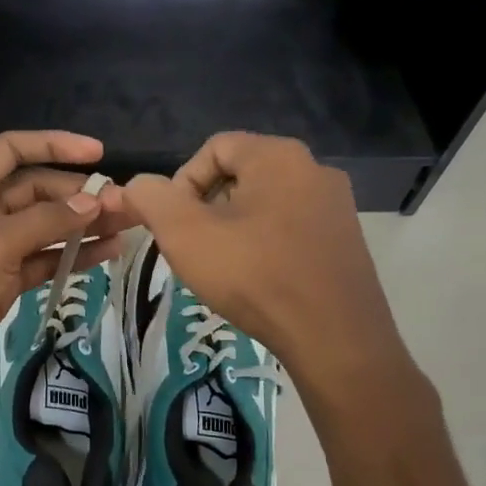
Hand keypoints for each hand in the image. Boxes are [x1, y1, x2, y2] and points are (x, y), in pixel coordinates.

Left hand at [0, 132, 131, 418]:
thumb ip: (44, 221)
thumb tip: (92, 201)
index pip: (11, 151)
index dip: (53, 145)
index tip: (98, 153)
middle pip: (35, 190)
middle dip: (78, 194)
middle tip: (124, 204)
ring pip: (45, 227)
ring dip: (83, 225)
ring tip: (127, 225)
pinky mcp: (4, 283)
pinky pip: (44, 259)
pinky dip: (73, 256)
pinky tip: (108, 253)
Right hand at [124, 133, 416, 387]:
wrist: (333, 337)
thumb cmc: (253, 275)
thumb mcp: (184, 233)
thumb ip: (151, 198)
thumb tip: (138, 186)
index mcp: (277, 155)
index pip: (213, 148)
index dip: (182, 183)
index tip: (175, 226)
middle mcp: (314, 168)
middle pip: (240, 175)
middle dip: (207, 208)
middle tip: (194, 249)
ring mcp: (336, 205)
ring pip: (265, 204)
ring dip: (234, 229)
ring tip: (223, 268)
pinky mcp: (346, 240)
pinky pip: (291, 228)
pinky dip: (265, 246)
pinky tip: (257, 280)